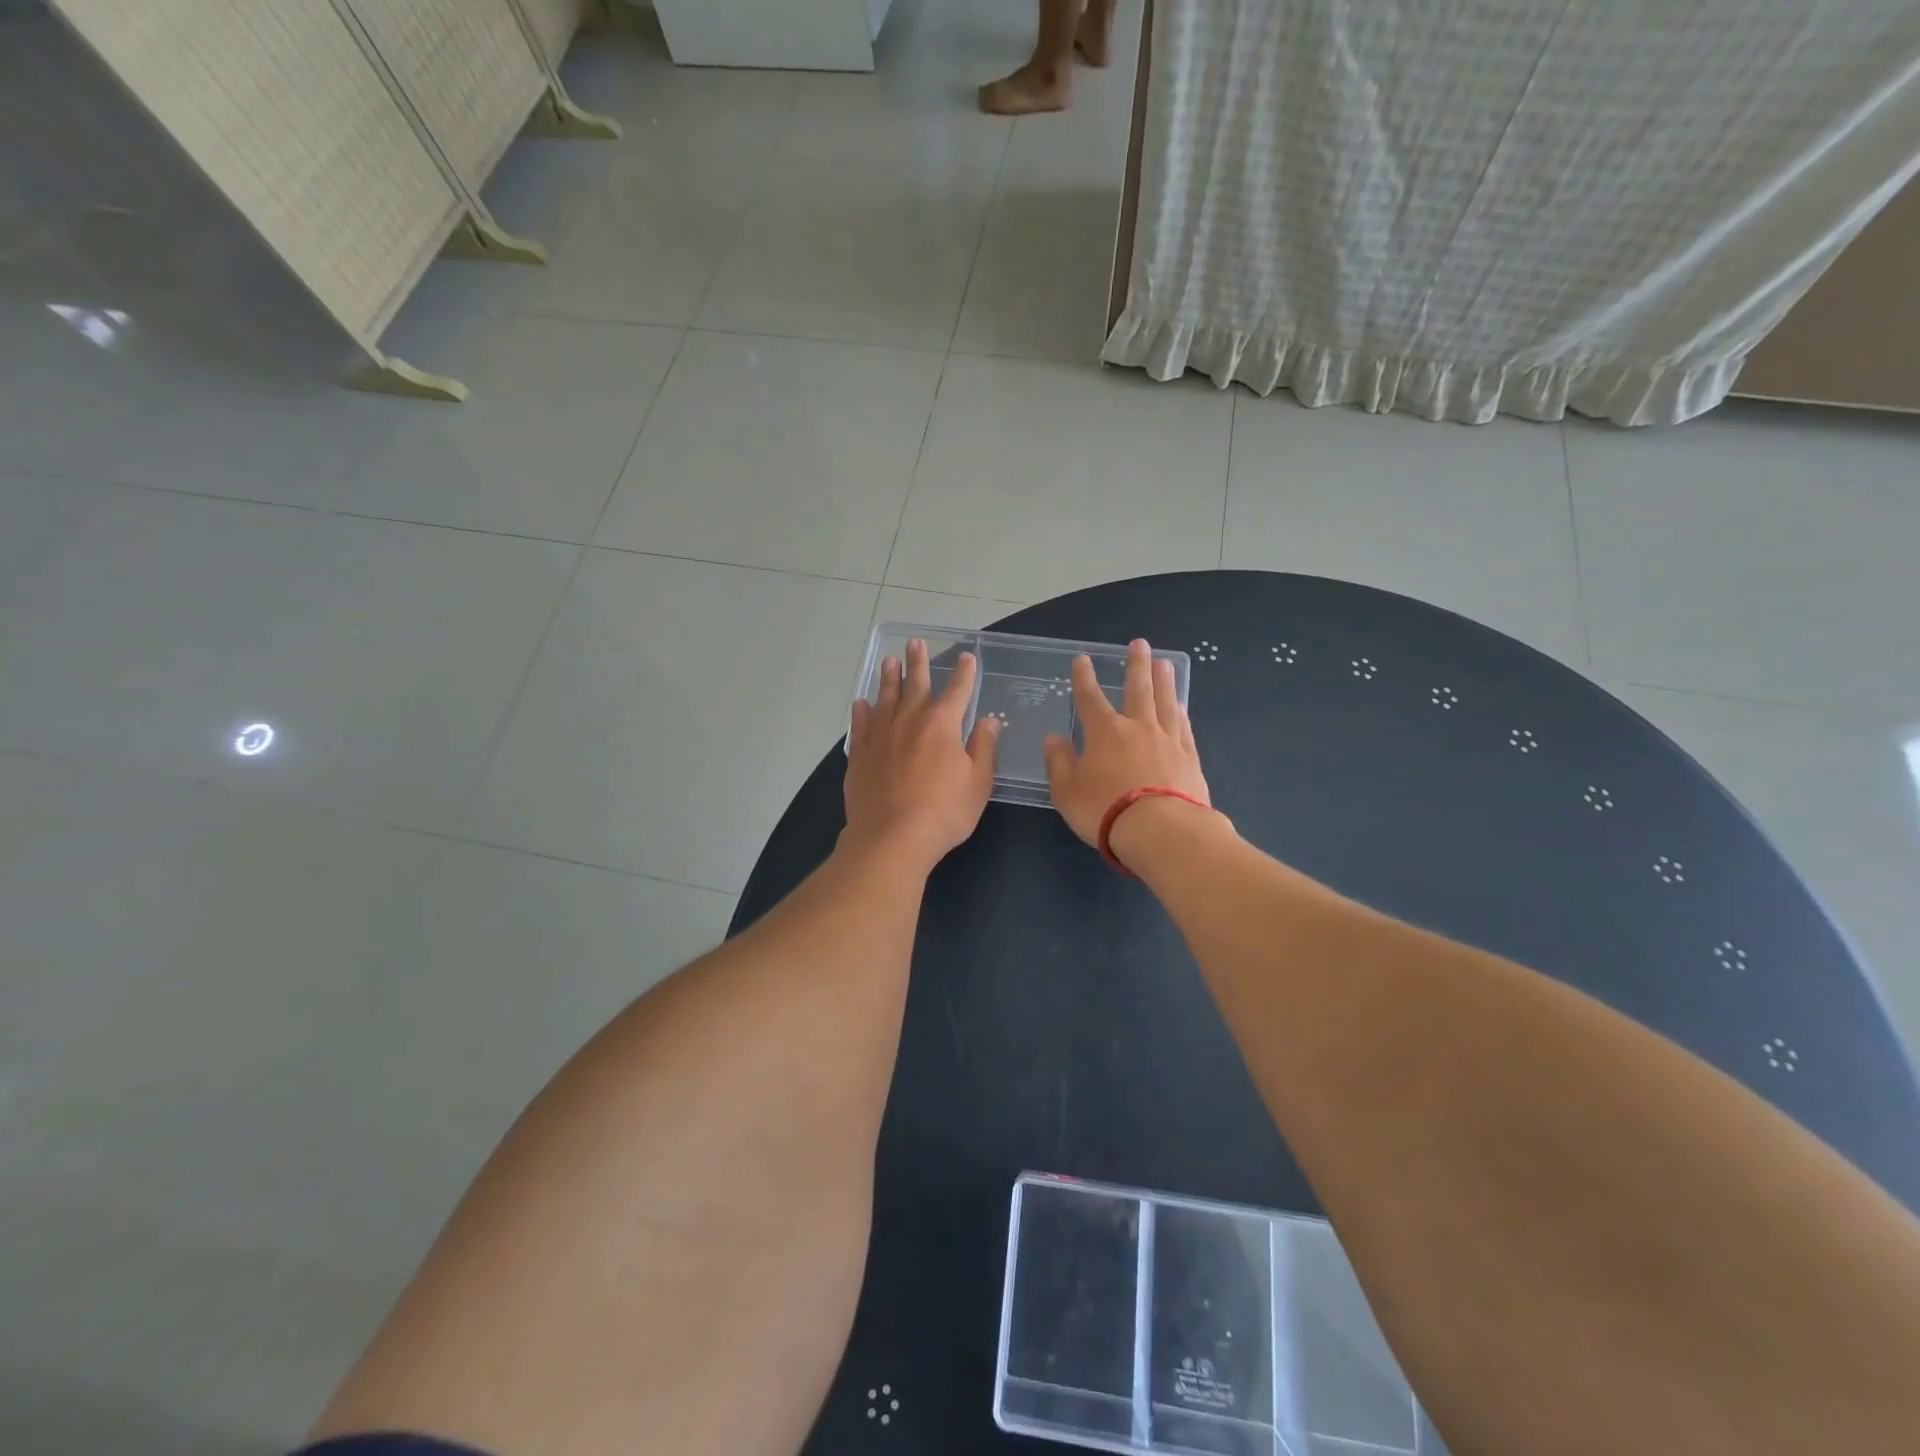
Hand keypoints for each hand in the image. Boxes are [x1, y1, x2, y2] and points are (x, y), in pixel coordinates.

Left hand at [844, 639, 1000, 873]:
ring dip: (888, 679)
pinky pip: (860, 726)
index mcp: (942, 725)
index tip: (967, 657)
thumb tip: (990, 720)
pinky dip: (861, 712)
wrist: (892, 837)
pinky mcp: (859, 756)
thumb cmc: (944, 812)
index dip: (964, 674)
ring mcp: (880, 737)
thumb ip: (984, 748)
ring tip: (888, 661)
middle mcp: (909, 722)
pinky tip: (861, 703)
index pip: (957, 692)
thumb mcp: (978, 782)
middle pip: (915, 685)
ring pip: (885, 699)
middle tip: (915, 642)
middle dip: (918, 663)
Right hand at [1042, 639, 1211, 854]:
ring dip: (1164, 681)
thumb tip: (1053, 739)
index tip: (1083, 659)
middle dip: (1135, 665)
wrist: (1162, 830)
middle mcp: (1137, 728)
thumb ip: (1059, 762)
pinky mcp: (1190, 759)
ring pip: (1165, 702)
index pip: (1090, 698)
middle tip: (1139, 644)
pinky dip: (1181, 714)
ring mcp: (1167, 741)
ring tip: (1164, 663)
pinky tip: (1181, 706)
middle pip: (1137, 689)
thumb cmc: (1105, 809)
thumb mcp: (1067, 790)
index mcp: (1104, 732)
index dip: (1084, 678)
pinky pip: (1184, 728)